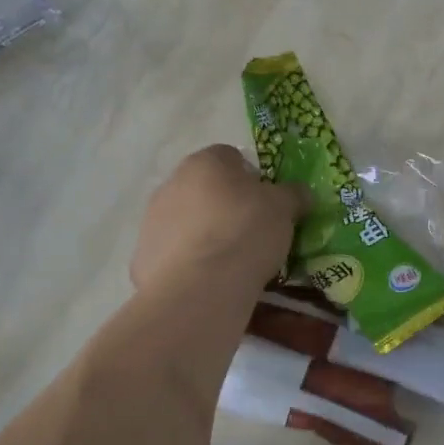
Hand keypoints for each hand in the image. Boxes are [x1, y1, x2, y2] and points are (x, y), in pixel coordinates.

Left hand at [131, 145, 306, 294]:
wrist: (200, 287)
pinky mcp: (143, 257)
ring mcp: (152, 220)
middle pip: (206, 188)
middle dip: (226, 206)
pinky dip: (190, 262)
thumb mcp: (284, 209)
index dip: (252, 177)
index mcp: (205, 162)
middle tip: (252, 232)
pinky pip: (174, 253)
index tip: (267, 203)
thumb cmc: (245, 232)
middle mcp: (172, 183)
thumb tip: (301, 193)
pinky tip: (209, 281)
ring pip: (188, 221)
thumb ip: (294, 195)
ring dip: (206, 233)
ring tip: (231, 262)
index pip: (231, 156)